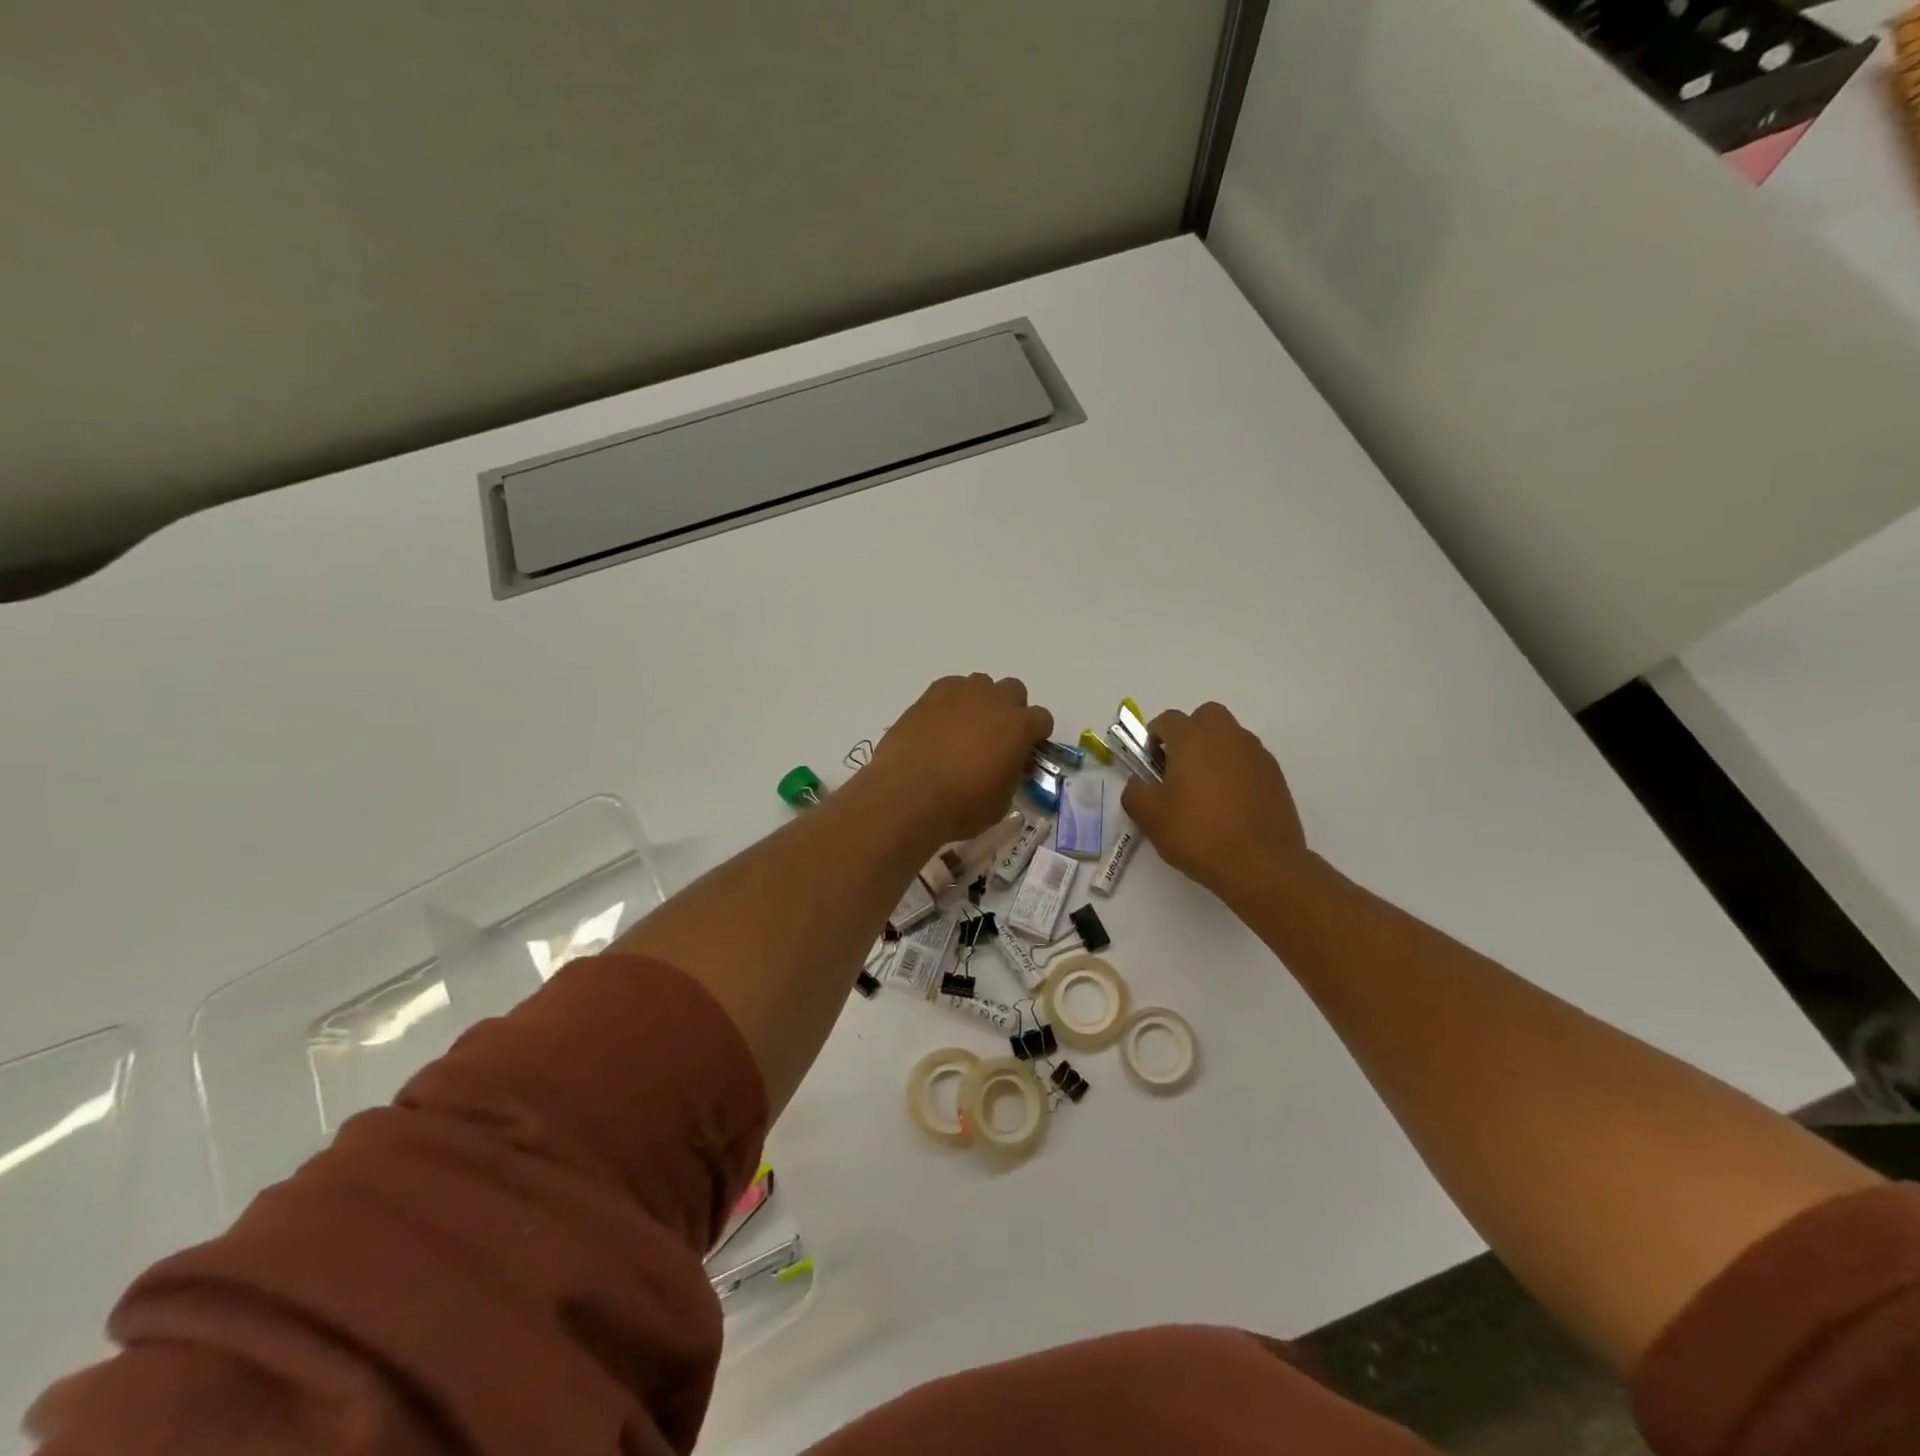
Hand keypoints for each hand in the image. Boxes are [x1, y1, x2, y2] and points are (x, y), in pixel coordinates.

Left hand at [870, 675, 1053, 845]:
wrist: (908, 795)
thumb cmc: (961, 806)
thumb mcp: (1001, 802)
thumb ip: (1011, 775)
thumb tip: (1007, 766)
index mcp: (1019, 727)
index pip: (1042, 719)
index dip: (1035, 735)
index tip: (1025, 751)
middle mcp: (995, 700)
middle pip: (1013, 691)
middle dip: (1010, 709)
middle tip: (996, 736)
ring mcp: (961, 693)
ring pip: (981, 684)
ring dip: (980, 702)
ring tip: (964, 729)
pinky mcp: (930, 695)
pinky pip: (950, 689)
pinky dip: (951, 703)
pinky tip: (940, 726)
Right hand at [1121, 702, 1309, 899]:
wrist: (1261, 864)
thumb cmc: (1198, 833)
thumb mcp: (1149, 817)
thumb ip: (1134, 791)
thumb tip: (1139, 783)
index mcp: (1193, 738)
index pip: (1167, 719)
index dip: (1153, 738)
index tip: (1150, 765)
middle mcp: (1227, 736)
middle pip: (1205, 717)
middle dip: (1190, 734)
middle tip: (1179, 769)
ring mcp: (1256, 754)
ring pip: (1229, 738)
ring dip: (1214, 753)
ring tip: (1205, 792)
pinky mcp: (1276, 776)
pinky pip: (1248, 762)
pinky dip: (1236, 773)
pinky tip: (1229, 806)